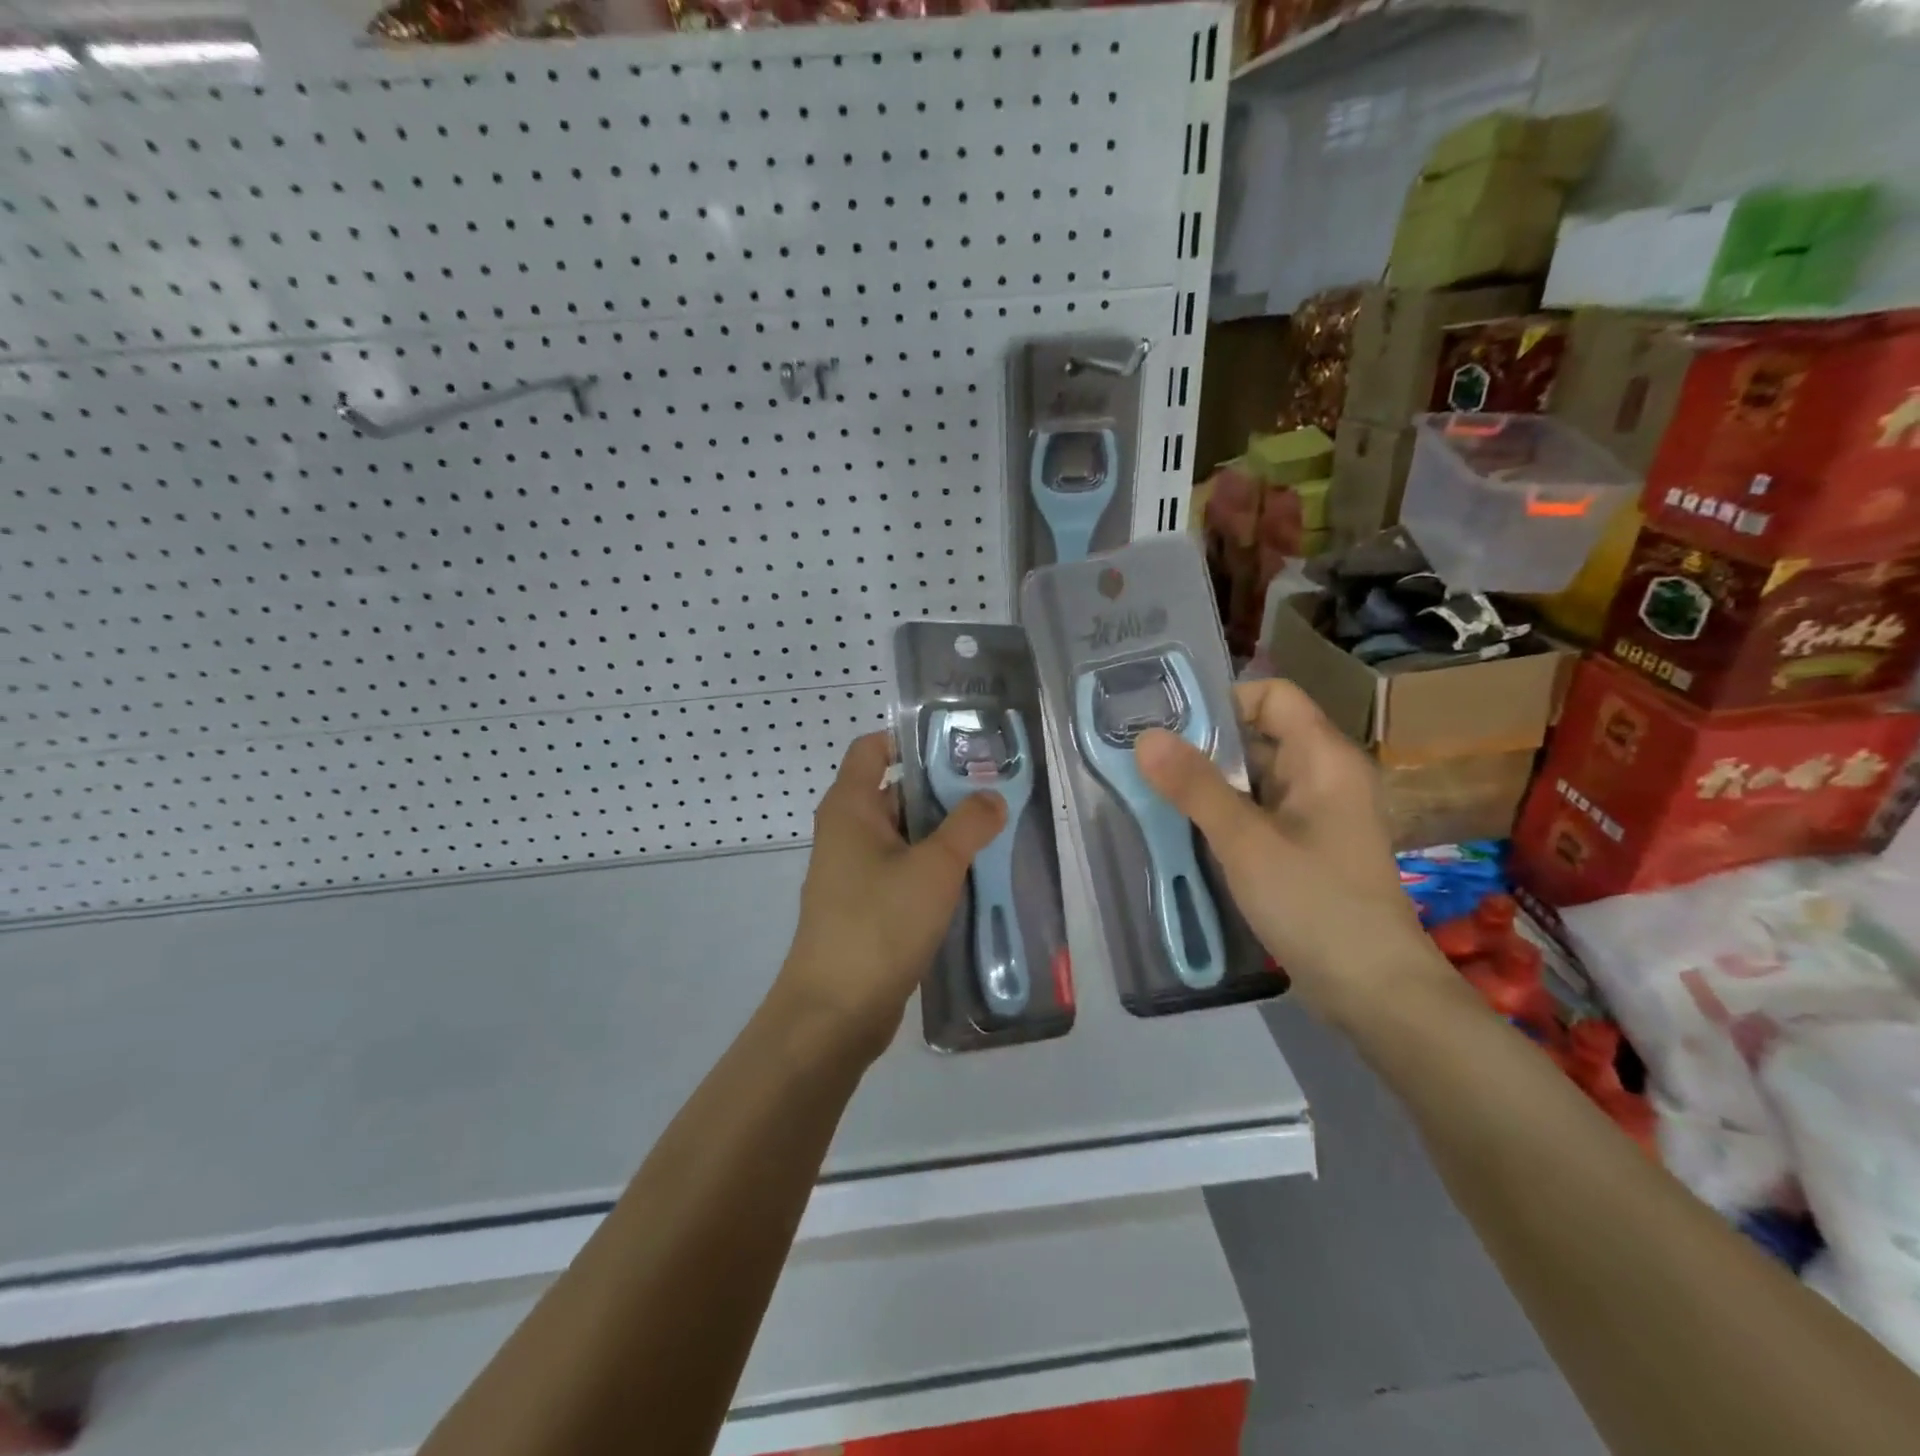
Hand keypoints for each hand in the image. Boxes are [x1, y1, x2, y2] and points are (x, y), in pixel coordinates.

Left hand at [776, 732, 1007, 1058]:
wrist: (836, 1012)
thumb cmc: (879, 924)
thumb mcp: (934, 868)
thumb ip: (968, 825)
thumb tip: (992, 797)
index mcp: (850, 807)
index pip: (874, 748)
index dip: (912, 739)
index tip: (960, 745)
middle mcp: (848, 831)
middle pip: (897, 790)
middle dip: (944, 788)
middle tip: (997, 788)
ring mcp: (856, 871)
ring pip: (906, 835)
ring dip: (945, 832)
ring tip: (998, 829)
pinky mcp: (868, 905)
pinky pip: (905, 870)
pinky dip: (935, 867)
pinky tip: (976, 875)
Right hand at [1135, 679, 1446, 1025]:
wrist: (1373, 989)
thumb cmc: (1314, 903)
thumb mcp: (1245, 841)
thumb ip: (1195, 786)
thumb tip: (1145, 737)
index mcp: (1324, 757)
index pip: (1272, 696)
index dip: (1223, 702)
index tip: (1172, 728)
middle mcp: (1325, 774)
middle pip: (1259, 734)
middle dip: (1205, 745)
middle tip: (1150, 762)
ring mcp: (1318, 813)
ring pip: (1255, 776)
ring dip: (1210, 783)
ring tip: (1158, 794)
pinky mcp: (1307, 846)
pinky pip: (1260, 811)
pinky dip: (1226, 813)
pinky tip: (1190, 830)